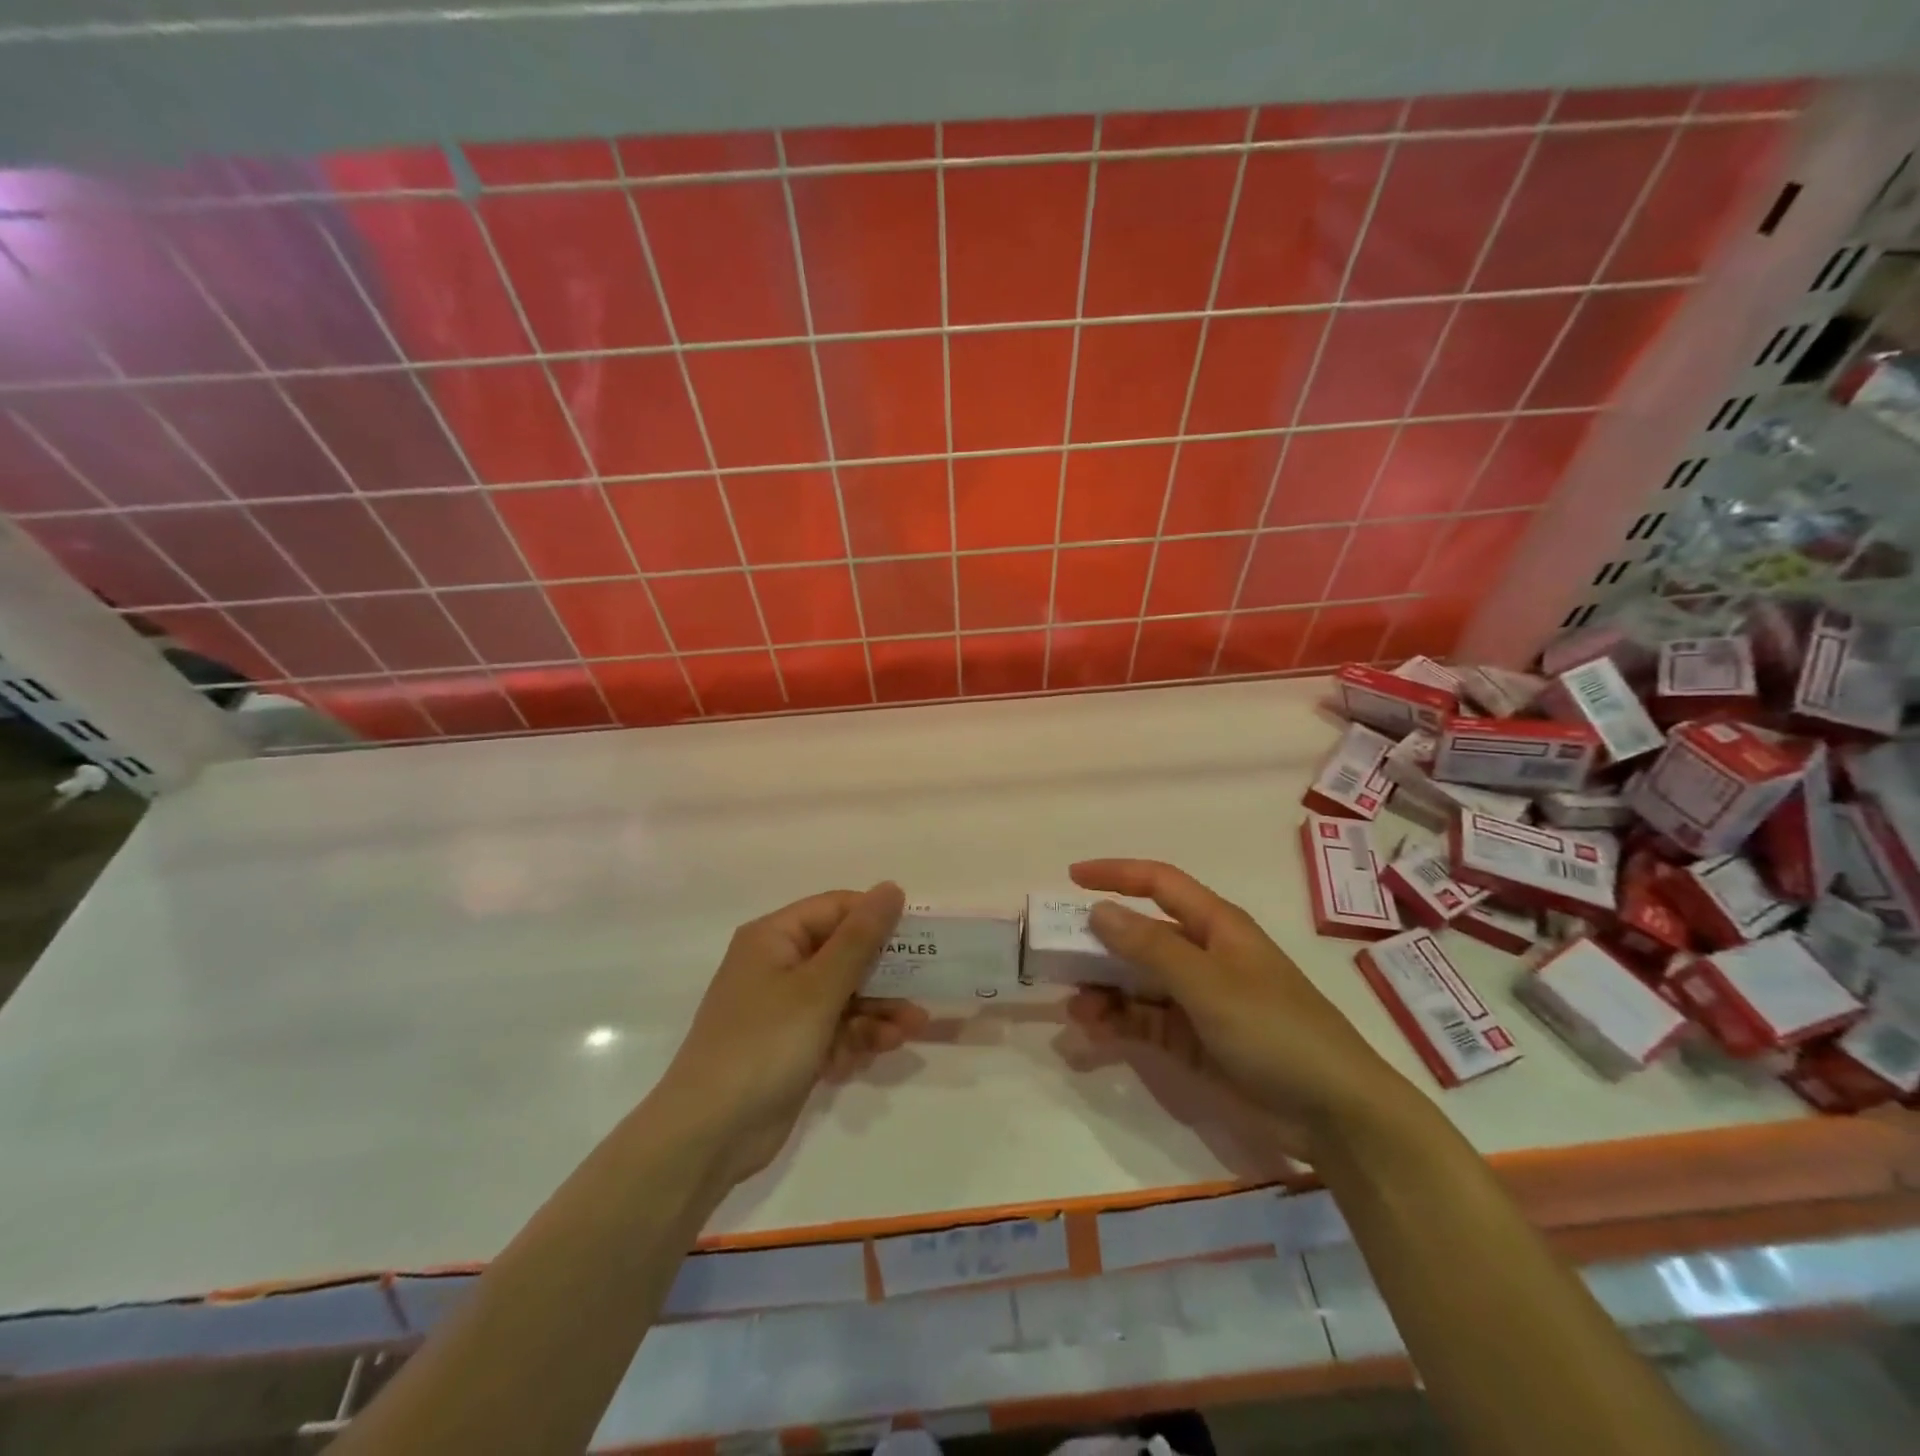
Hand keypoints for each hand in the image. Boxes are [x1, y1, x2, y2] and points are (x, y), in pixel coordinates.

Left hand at [652, 883, 924, 1186]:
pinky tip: (872, 1056)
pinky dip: (854, 1040)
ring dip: (877, 1011)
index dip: (878, 918)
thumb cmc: (764, 1045)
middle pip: (844, 954)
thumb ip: (860, 938)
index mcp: (775, 938)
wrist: (709, 1135)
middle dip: (885, 974)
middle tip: (925, 986)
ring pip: (845, 996)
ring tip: (910, 1030)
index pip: (837, 909)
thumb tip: (892, 887)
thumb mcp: (818, 988)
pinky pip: (834, 1030)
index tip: (921, 937)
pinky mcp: (791, 1047)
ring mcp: (784, 1010)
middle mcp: (778, 966)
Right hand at [1066, 859, 1414, 1161]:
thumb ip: (1151, 947)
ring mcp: (1198, 999)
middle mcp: (1203, 955)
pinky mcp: (1193, 1039)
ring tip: (1074, 1008)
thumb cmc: (1274, 1030)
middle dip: (1099, 942)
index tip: (1072, 877)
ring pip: (1137, 981)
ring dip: (1104, 989)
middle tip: (1056, 955)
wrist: (1334, 1113)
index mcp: (1216, 926)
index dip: (1116, 874)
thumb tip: (1099, 911)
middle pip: (1140, 934)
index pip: (1158, 883)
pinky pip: (1144, 1020)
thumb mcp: (1209, 984)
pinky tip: (1092, 1031)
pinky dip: (1117, 1022)